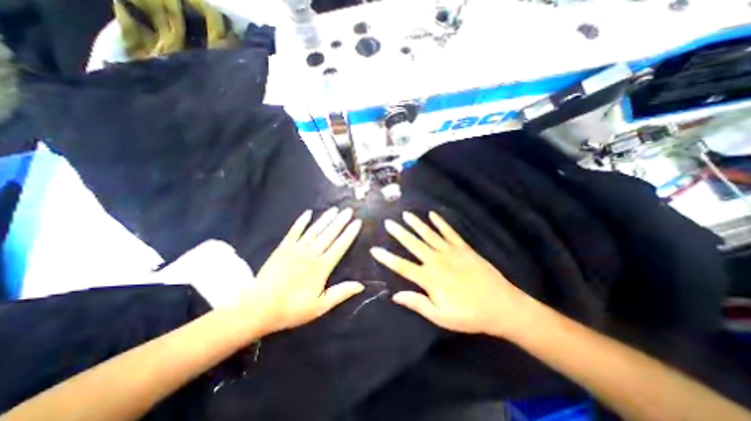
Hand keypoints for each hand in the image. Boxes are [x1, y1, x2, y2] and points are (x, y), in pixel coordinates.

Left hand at [239, 208, 365, 336]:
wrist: (258, 309)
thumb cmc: (292, 309)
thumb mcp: (320, 306)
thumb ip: (341, 293)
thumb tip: (361, 285)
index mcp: (321, 267)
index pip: (339, 246)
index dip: (349, 234)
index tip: (357, 222)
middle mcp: (310, 254)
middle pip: (329, 235)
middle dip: (340, 221)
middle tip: (349, 210)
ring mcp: (295, 249)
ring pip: (314, 231)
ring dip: (325, 219)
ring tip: (335, 209)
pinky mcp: (282, 248)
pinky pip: (293, 232)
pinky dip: (301, 222)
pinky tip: (308, 213)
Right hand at [370, 210, 535, 338]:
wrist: (501, 305)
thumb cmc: (469, 314)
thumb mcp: (441, 317)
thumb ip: (418, 303)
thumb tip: (395, 295)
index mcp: (429, 278)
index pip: (402, 266)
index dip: (387, 258)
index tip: (374, 249)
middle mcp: (437, 260)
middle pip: (413, 244)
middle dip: (399, 233)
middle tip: (388, 222)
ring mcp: (450, 251)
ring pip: (429, 234)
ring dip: (416, 224)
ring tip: (406, 214)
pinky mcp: (463, 247)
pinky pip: (449, 232)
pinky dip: (440, 222)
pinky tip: (432, 214)